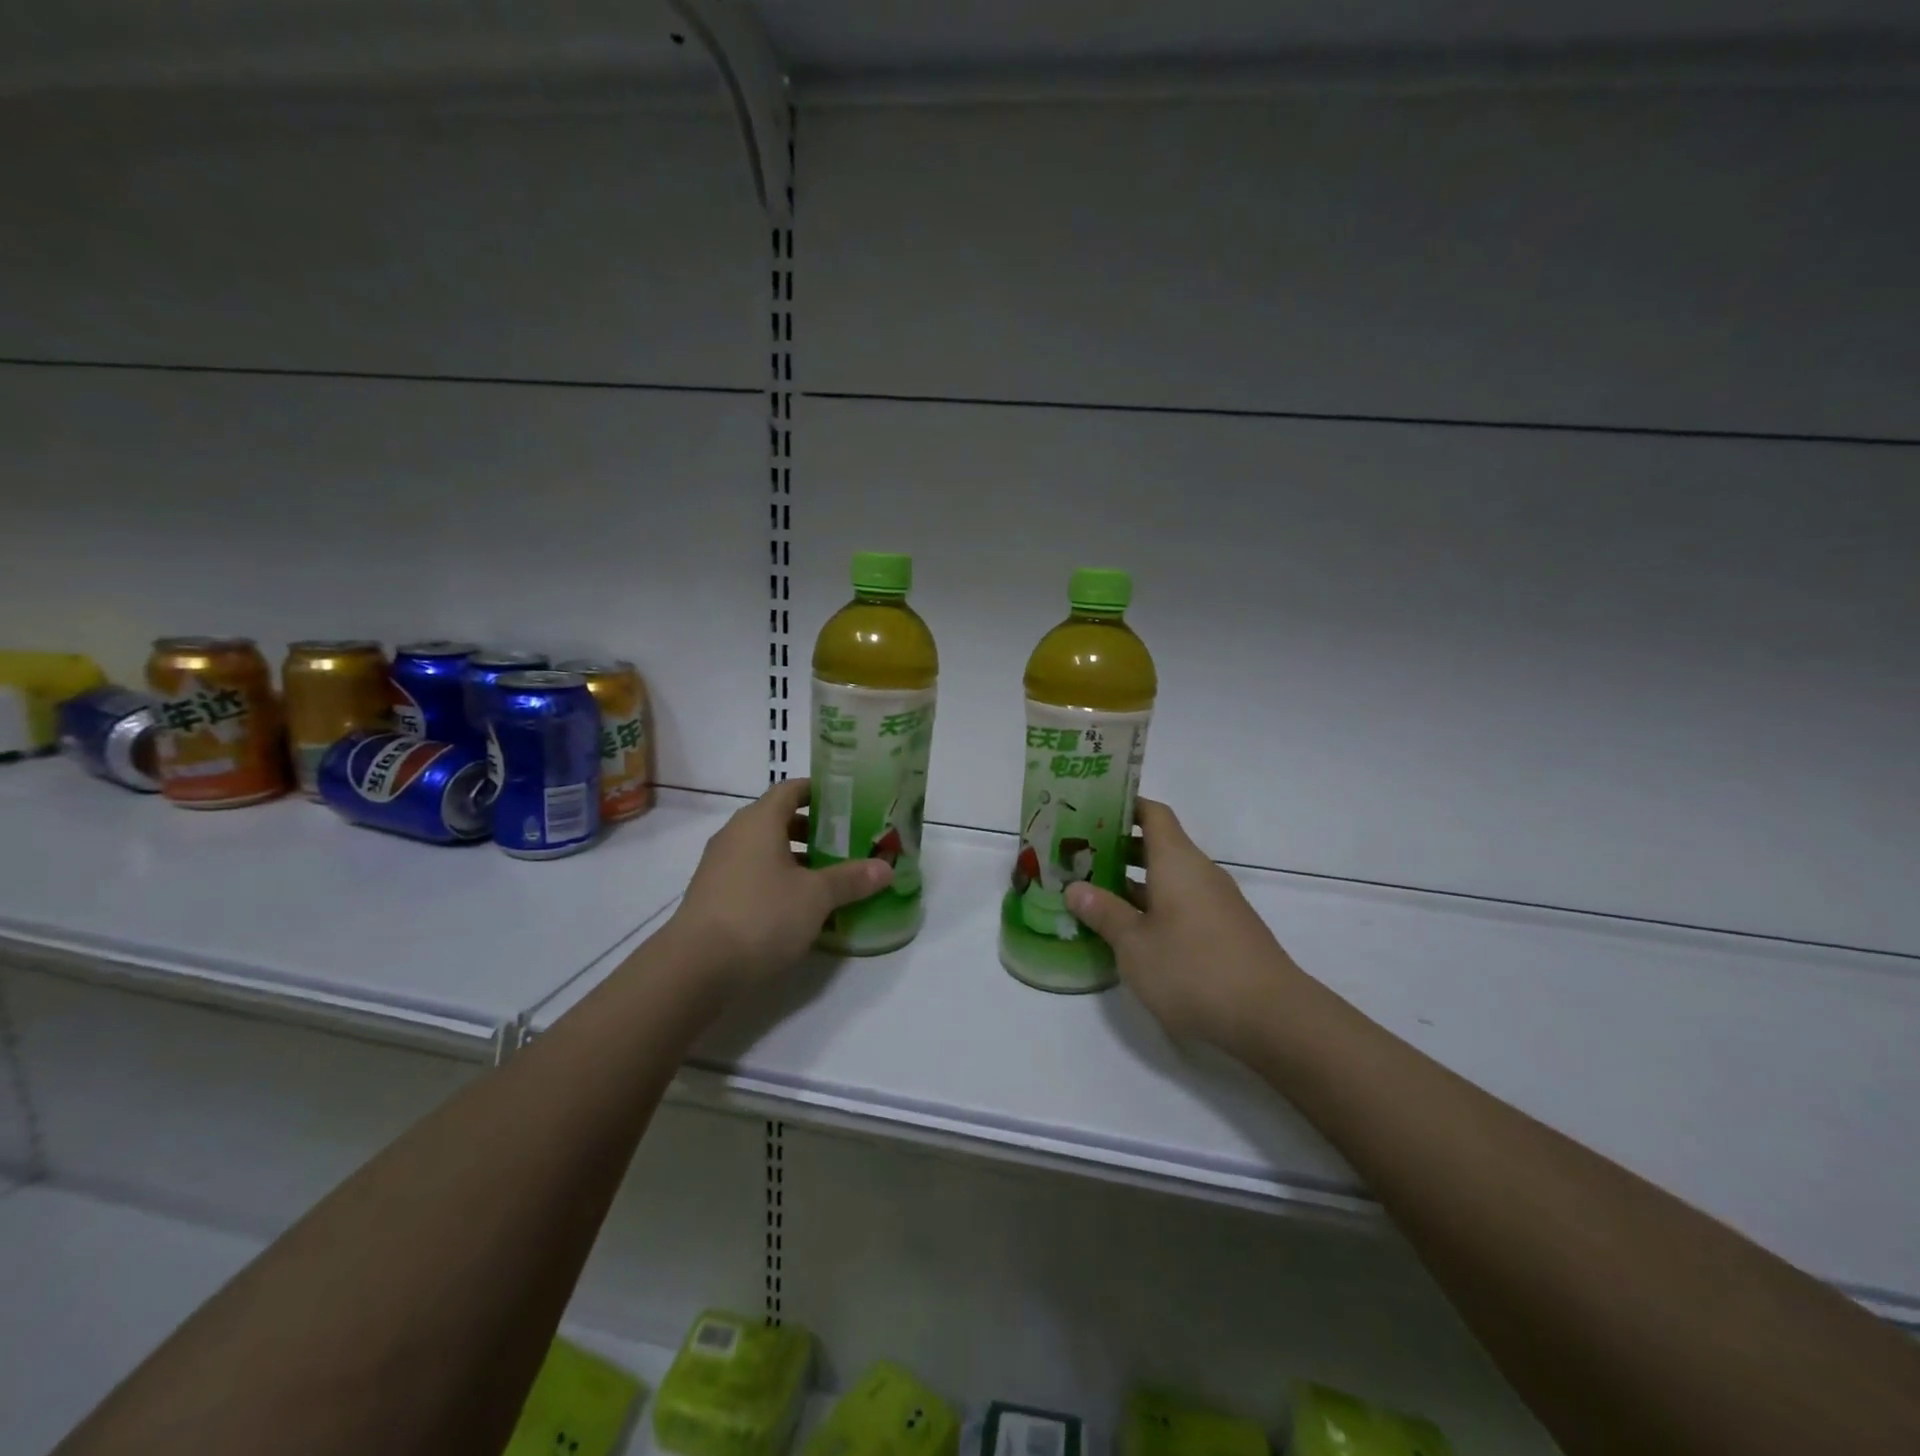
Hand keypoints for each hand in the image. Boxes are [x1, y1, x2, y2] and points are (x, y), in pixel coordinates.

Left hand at [666, 777, 891, 989]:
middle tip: (848, 842)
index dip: (820, 792)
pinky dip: (778, 880)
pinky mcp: (714, 895)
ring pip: (766, 850)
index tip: (849, 802)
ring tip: (829, 877)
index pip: (791, 789)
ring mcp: (720, 865)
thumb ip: (851, 879)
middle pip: (779, 819)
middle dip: (814, 830)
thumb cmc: (761, 915)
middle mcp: (736, 835)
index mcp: (759, 821)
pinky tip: (800, 906)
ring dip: (797, 858)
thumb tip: (886, 867)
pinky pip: (753, 874)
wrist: (696, 967)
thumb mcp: (816, 897)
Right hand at [1065, 798, 1305, 1054]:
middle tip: (1076, 857)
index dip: (1122, 806)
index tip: (1089, 810)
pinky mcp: (1225, 931)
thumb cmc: (1193, 969)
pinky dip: (1154, 906)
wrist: (1272, 1018)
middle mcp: (1200, 872)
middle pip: (1158, 845)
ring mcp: (1216, 903)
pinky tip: (1130, 931)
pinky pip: (1182, 904)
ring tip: (1094, 894)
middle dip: (1118, 849)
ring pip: (1169, 878)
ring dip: (1133, 882)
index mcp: (1177, 861)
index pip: (1152, 813)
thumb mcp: (1134, 944)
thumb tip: (1075, 888)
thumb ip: (1104, 913)